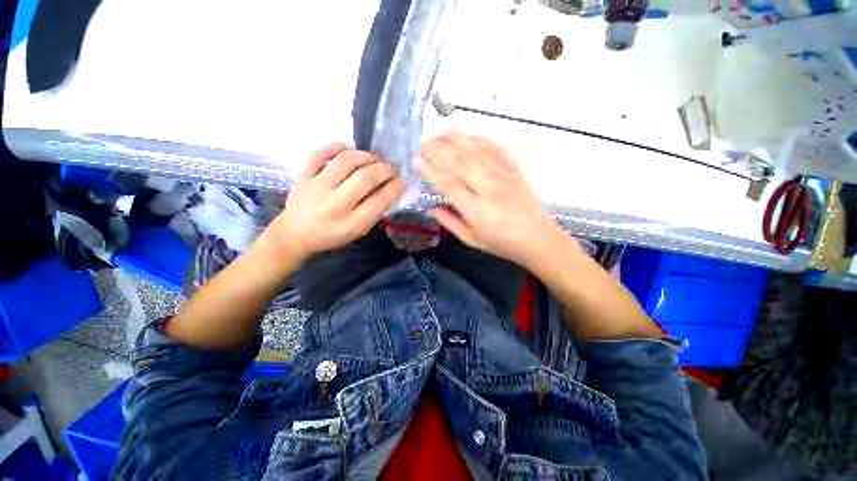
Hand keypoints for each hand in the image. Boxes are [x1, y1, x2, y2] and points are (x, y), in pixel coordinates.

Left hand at [260, 143, 404, 264]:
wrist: (294, 235)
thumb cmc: (331, 236)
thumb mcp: (357, 232)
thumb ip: (374, 213)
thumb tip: (390, 190)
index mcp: (350, 224)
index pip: (379, 201)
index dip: (395, 188)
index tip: (402, 181)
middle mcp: (334, 204)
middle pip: (365, 178)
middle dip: (384, 169)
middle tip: (392, 168)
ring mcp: (316, 187)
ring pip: (345, 161)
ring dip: (366, 156)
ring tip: (374, 159)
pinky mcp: (303, 176)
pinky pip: (319, 153)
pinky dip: (337, 147)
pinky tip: (349, 150)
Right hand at [418, 133, 569, 267]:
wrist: (538, 238)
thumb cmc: (502, 243)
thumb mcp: (472, 240)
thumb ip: (450, 223)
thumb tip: (431, 209)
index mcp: (476, 210)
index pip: (448, 184)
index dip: (431, 171)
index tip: (417, 160)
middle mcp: (488, 188)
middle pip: (460, 162)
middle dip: (439, 149)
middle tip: (424, 142)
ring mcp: (504, 176)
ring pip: (476, 151)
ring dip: (456, 140)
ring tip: (440, 133)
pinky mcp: (515, 170)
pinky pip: (496, 149)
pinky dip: (480, 139)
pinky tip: (468, 135)